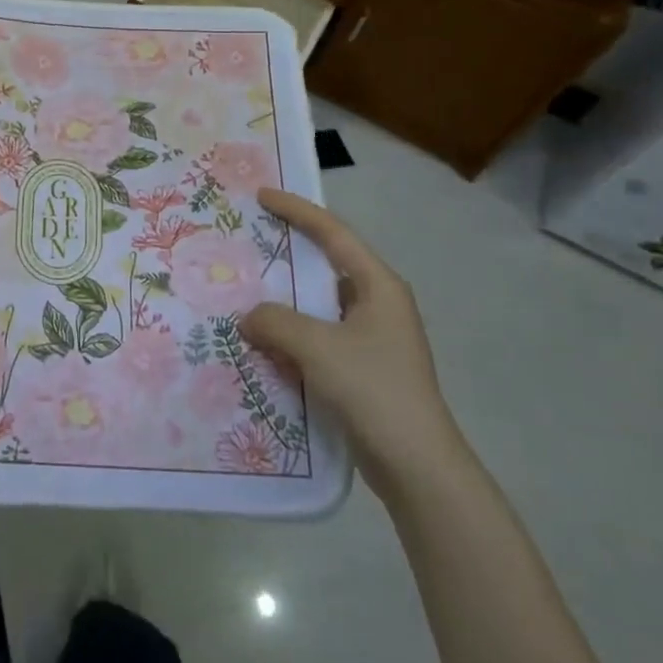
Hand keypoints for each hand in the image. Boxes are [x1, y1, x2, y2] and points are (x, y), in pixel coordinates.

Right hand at [240, 187, 463, 499]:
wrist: (417, 467)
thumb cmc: (373, 390)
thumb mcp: (317, 347)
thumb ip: (275, 322)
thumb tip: (248, 317)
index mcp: (378, 285)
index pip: (333, 233)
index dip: (297, 211)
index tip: (262, 196)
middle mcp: (378, 304)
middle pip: (326, 265)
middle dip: (287, 254)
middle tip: (249, 241)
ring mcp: (372, 338)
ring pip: (319, 305)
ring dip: (285, 300)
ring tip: (245, 291)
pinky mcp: (363, 368)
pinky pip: (319, 336)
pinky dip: (292, 333)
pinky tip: (263, 342)